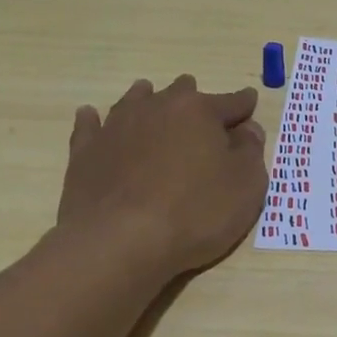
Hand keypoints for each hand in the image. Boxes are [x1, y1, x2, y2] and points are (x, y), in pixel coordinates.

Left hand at [55, 75, 268, 277]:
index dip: (245, 105)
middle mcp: (157, 108)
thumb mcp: (246, 186)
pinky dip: (95, 120)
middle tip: (202, 114)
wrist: (119, 242)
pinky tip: (92, 116)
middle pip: (181, 93)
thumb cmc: (195, 212)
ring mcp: (116, 126)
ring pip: (136, 101)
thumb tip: (247, 129)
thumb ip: (251, 151)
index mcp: (200, 111)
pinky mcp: (85, 152)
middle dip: (194, 100)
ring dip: (148, 99)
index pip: (231, 102)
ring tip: (150, 99)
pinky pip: (90, 126)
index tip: (250, 103)